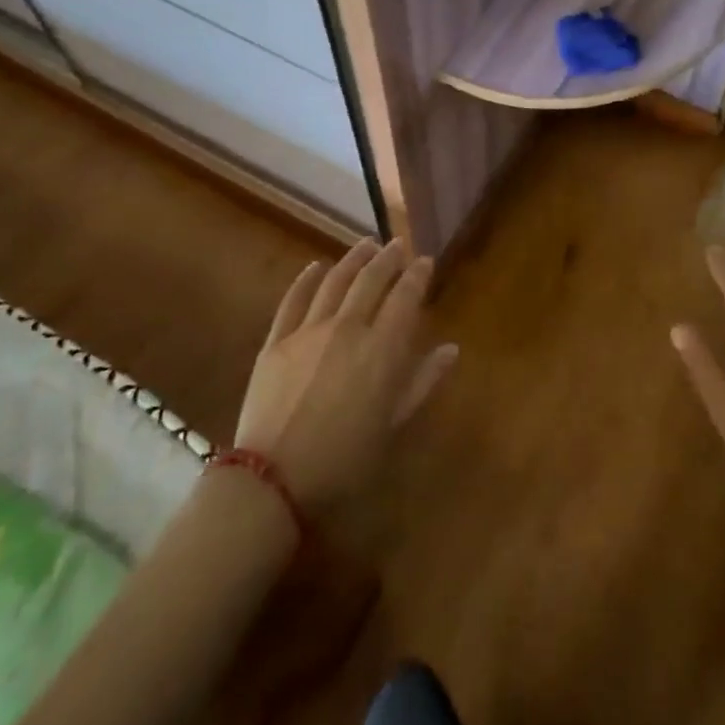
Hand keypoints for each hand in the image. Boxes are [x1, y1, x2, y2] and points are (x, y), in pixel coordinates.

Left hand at [234, 239, 457, 511]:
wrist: (274, 481)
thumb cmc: (345, 461)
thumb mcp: (394, 425)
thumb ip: (423, 382)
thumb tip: (450, 349)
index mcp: (382, 349)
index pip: (405, 297)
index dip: (417, 275)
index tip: (425, 261)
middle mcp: (348, 328)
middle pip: (371, 280)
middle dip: (388, 258)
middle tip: (397, 245)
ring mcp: (308, 331)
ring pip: (335, 281)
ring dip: (353, 260)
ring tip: (365, 244)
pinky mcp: (276, 341)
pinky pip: (293, 300)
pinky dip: (307, 279)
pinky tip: (316, 266)